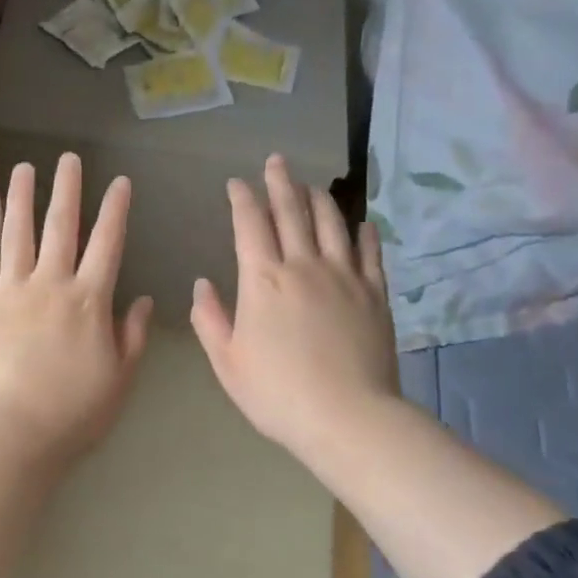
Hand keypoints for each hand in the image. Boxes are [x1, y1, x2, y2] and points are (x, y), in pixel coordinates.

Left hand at [0, 153, 153, 462]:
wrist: (16, 433)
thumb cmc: (76, 411)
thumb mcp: (121, 377)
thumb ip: (132, 335)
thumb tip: (142, 300)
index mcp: (89, 300)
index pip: (107, 244)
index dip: (115, 210)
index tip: (119, 181)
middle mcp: (50, 284)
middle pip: (60, 227)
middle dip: (67, 189)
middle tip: (68, 157)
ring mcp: (10, 294)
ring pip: (15, 236)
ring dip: (20, 200)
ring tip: (22, 169)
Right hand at [190, 155, 398, 461]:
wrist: (347, 417)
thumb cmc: (277, 392)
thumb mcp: (227, 362)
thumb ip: (210, 319)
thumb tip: (202, 284)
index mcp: (262, 279)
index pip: (250, 224)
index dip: (242, 198)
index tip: (236, 183)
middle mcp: (303, 265)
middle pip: (291, 211)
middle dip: (281, 182)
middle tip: (277, 161)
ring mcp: (344, 276)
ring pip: (331, 223)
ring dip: (319, 199)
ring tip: (311, 185)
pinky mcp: (375, 294)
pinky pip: (370, 253)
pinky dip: (364, 234)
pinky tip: (362, 224)